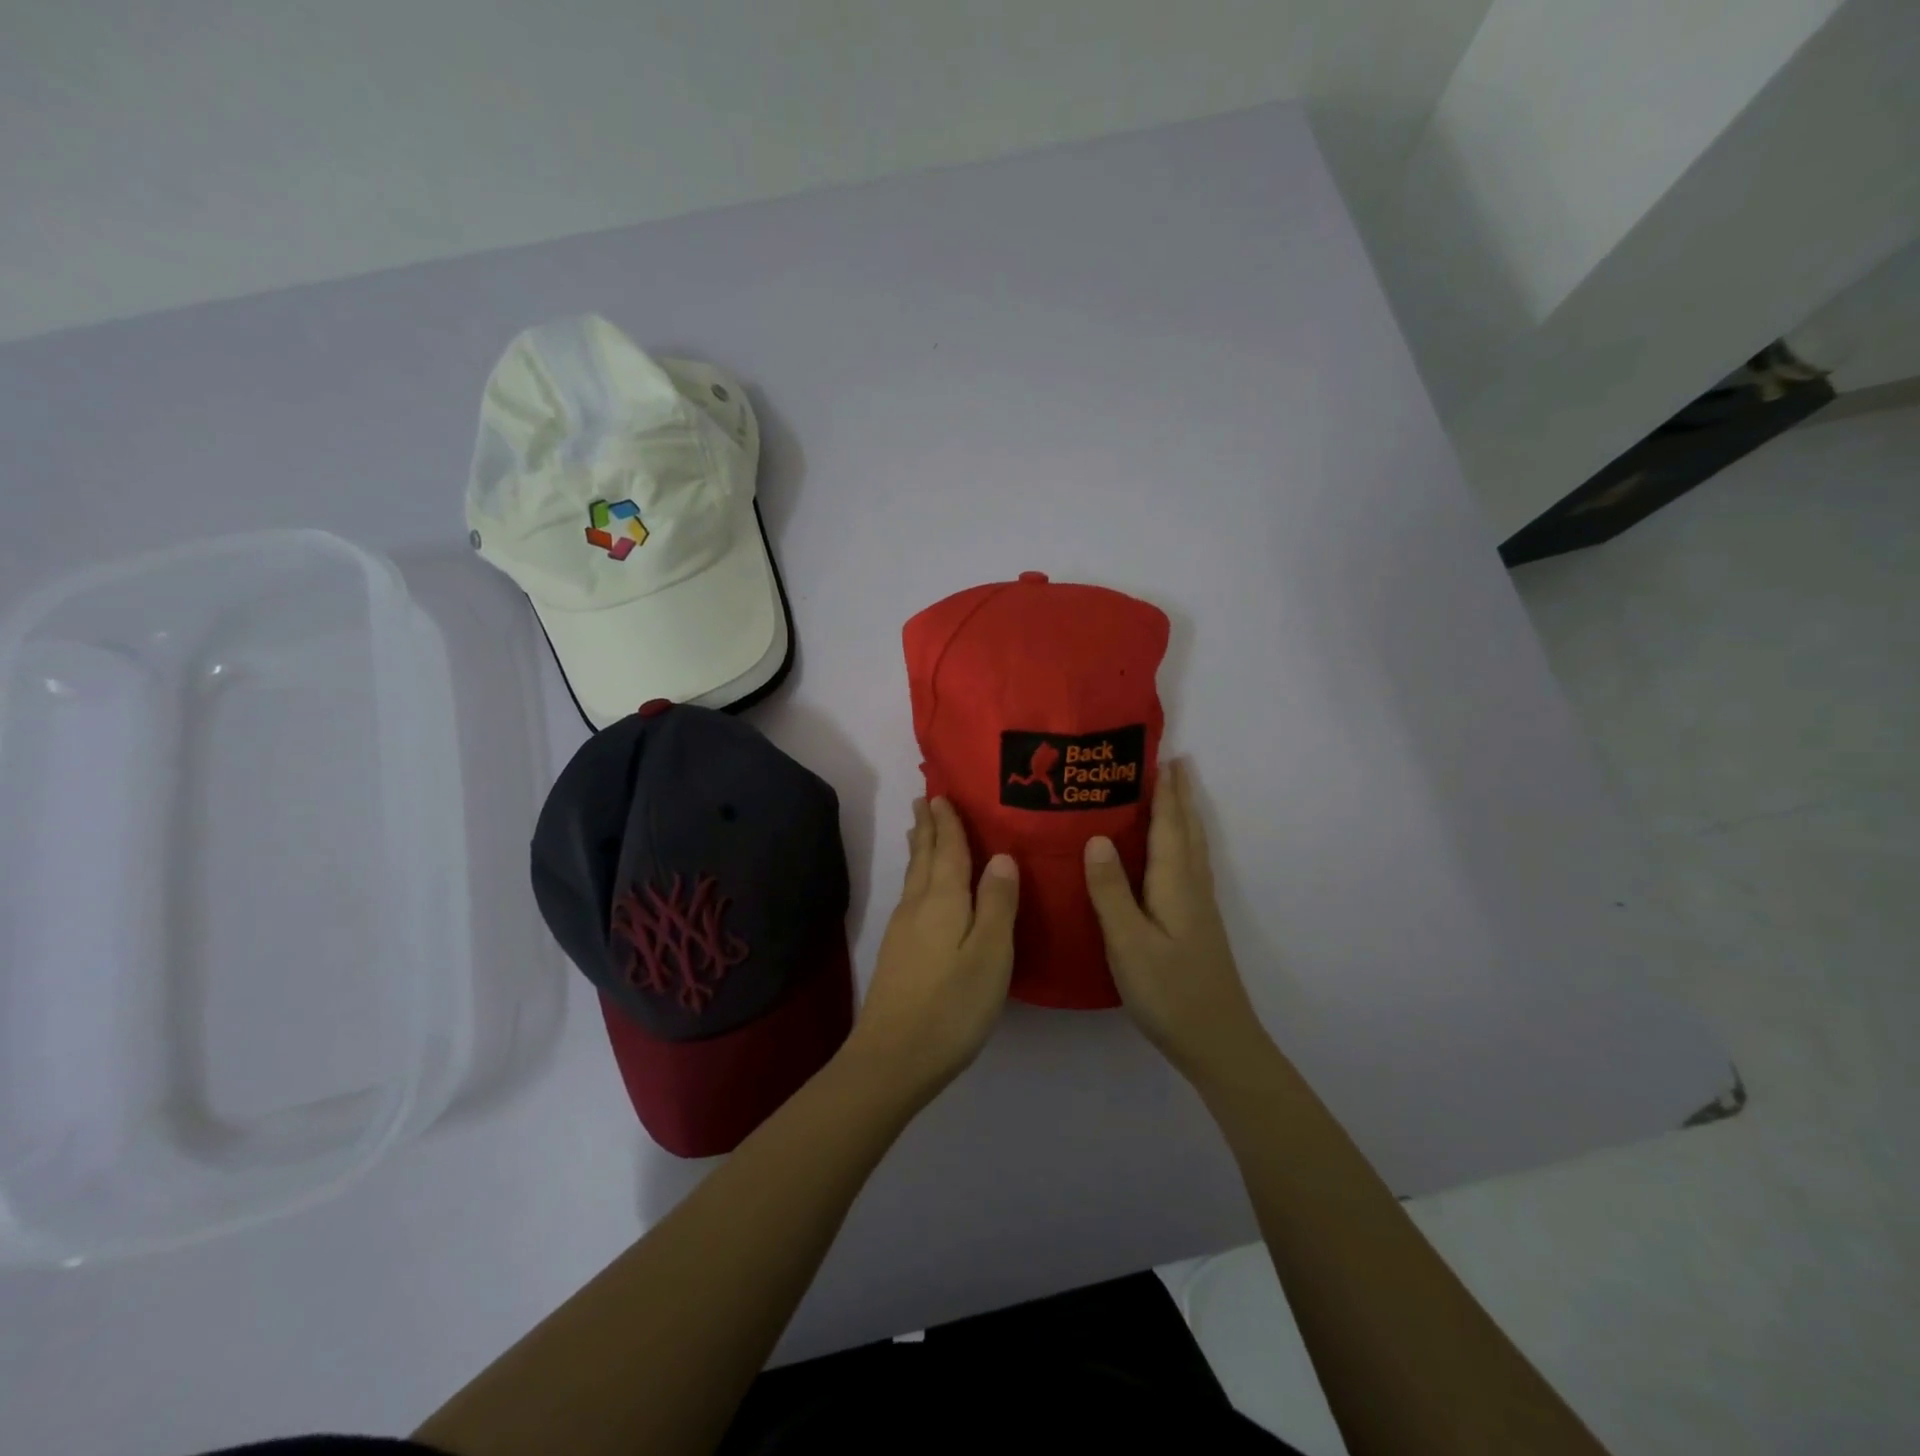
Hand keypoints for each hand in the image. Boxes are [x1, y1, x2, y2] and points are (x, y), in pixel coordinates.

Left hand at [849, 797, 1018, 1102]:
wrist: (893, 1057)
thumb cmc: (952, 1005)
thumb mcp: (990, 955)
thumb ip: (998, 904)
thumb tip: (1002, 857)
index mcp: (944, 901)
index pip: (949, 850)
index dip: (948, 822)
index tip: (942, 793)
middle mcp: (919, 906)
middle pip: (925, 857)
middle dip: (928, 827)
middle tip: (925, 799)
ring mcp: (903, 930)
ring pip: (914, 876)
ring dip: (920, 849)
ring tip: (920, 830)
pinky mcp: (897, 952)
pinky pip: (911, 895)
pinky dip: (917, 876)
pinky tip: (920, 888)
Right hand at [1083, 759, 1273, 1083]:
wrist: (1217, 1041)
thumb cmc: (1168, 992)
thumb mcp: (1128, 943)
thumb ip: (1111, 890)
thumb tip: (1096, 836)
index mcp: (1175, 884)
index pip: (1169, 825)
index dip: (1165, 791)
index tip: (1160, 754)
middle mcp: (1192, 886)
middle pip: (1187, 829)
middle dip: (1180, 794)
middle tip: (1172, 760)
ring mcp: (1199, 906)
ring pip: (1192, 846)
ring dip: (1185, 814)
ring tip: (1175, 792)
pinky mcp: (1197, 923)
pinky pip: (1190, 864)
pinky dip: (1184, 841)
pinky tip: (1175, 851)